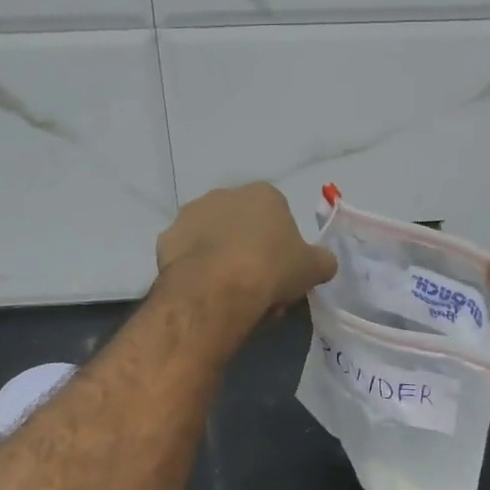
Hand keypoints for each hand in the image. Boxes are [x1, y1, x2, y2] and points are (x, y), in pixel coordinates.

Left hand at [157, 183, 337, 317]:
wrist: (217, 289)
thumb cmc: (271, 270)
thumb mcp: (313, 269)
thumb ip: (321, 261)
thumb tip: (322, 263)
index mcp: (264, 194)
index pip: (279, 216)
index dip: (282, 247)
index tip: (282, 273)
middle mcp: (225, 194)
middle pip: (244, 226)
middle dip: (251, 253)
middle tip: (259, 288)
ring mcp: (191, 214)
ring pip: (214, 239)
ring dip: (222, 259)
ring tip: (230, 295)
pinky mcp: (166, 238)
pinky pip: (188, 255)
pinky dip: (196, 270)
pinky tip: (205, 293)